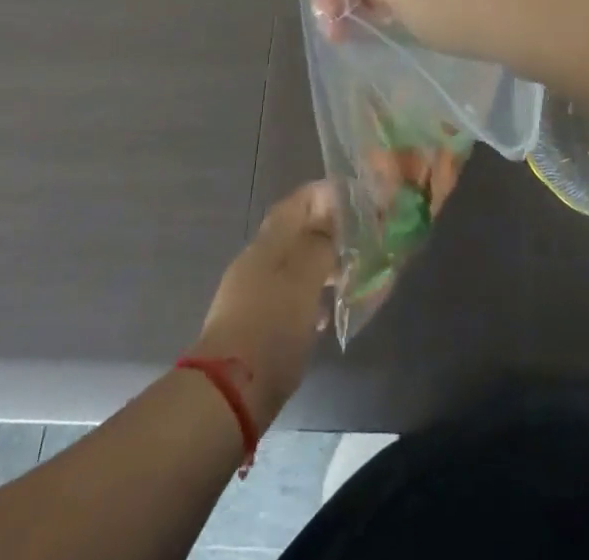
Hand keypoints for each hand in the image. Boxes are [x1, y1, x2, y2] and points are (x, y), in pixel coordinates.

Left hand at [189, 182, 337, 431]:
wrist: (228, 394)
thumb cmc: (273, 327)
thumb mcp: (306, 279)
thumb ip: (321, 243)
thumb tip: (333, 218)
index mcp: (270, 241)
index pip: (300, 200)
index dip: (327, 195)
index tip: (357, 202)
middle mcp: (257, 259)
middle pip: (296, 232)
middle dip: (327, 233)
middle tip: (360, 243)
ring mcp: (250, 292)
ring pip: (292, 265)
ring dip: (319, 267)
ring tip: (347, 279)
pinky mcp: (251, 324)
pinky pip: (285, 297)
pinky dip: (306, 298)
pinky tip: (322, 317)